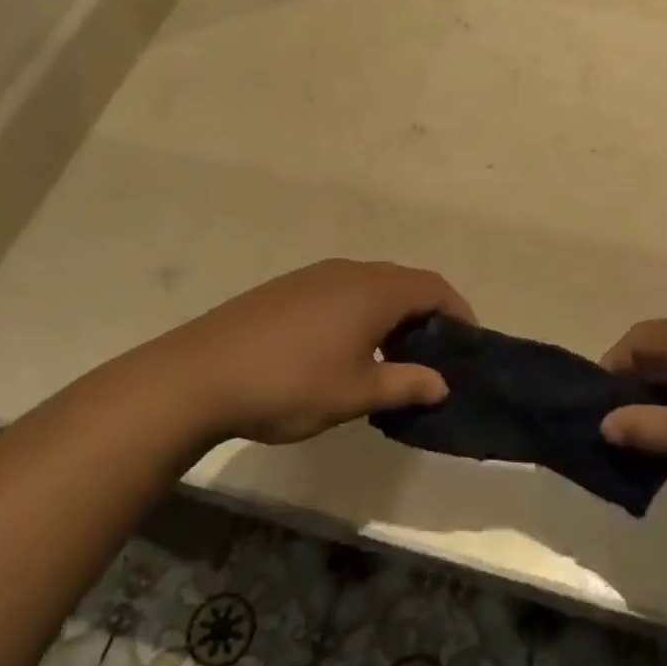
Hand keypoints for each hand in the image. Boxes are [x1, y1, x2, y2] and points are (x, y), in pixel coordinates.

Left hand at [169, 260, 473, 444]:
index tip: (468, 345)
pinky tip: (344, 350)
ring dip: (391, 315)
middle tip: (432, 356)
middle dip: (426, 315)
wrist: (198, 375)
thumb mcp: (356, 393)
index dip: (458, 312)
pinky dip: (360, 314)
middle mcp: (348, 272)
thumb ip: (405, 384)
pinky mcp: (286, 289)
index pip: (434, 288)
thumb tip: (441, 383)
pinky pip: (341, 292)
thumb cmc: (290, 383)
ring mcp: (314, 276)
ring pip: (371, 287)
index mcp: (374, 291)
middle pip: (404, 283)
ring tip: (390, 357)